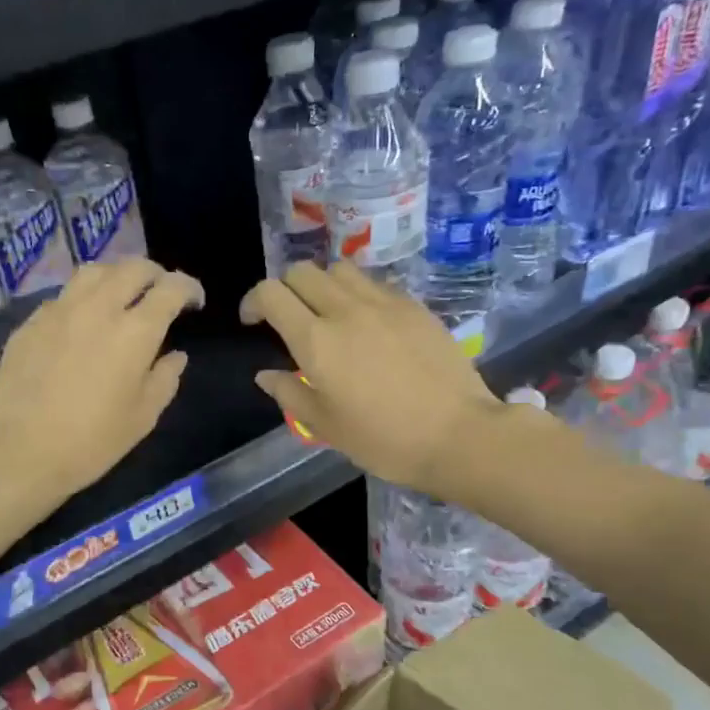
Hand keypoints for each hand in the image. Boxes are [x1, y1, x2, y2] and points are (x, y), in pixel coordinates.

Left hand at [0, 258, 201, 504]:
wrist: (21, 452)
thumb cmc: (92, 442)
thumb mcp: (143, 417)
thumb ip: (165, 378)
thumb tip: (175, 355)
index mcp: (134, 332)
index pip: (170, 288)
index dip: (188, 288)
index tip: (194, 302)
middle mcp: (98, 308)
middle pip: (133, 268)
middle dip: (155, 274)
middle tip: (161, 293)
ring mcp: (59, 311)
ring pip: (94, 271)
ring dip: (117, 276)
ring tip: (122, 295)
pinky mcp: (30, 322)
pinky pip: (64, 296)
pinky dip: (84, 298)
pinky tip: (82, 322)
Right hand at [240, 262, 499, 492]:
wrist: (457, 434)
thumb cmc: (383, 439)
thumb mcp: (325, 426)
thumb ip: (290, 393)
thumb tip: (266, 374)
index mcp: (316, 340)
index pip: (271, 294)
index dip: (253, 301)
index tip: (253, 321)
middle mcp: (346, 309)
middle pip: (302, 271)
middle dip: (285, 288)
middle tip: (288, 317)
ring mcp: (384, 302)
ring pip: (340, 269)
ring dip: (323, 284)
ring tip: (328, 313)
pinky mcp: (414, 305)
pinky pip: (374, 283)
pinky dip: (358, 293)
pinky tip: (367, 323)